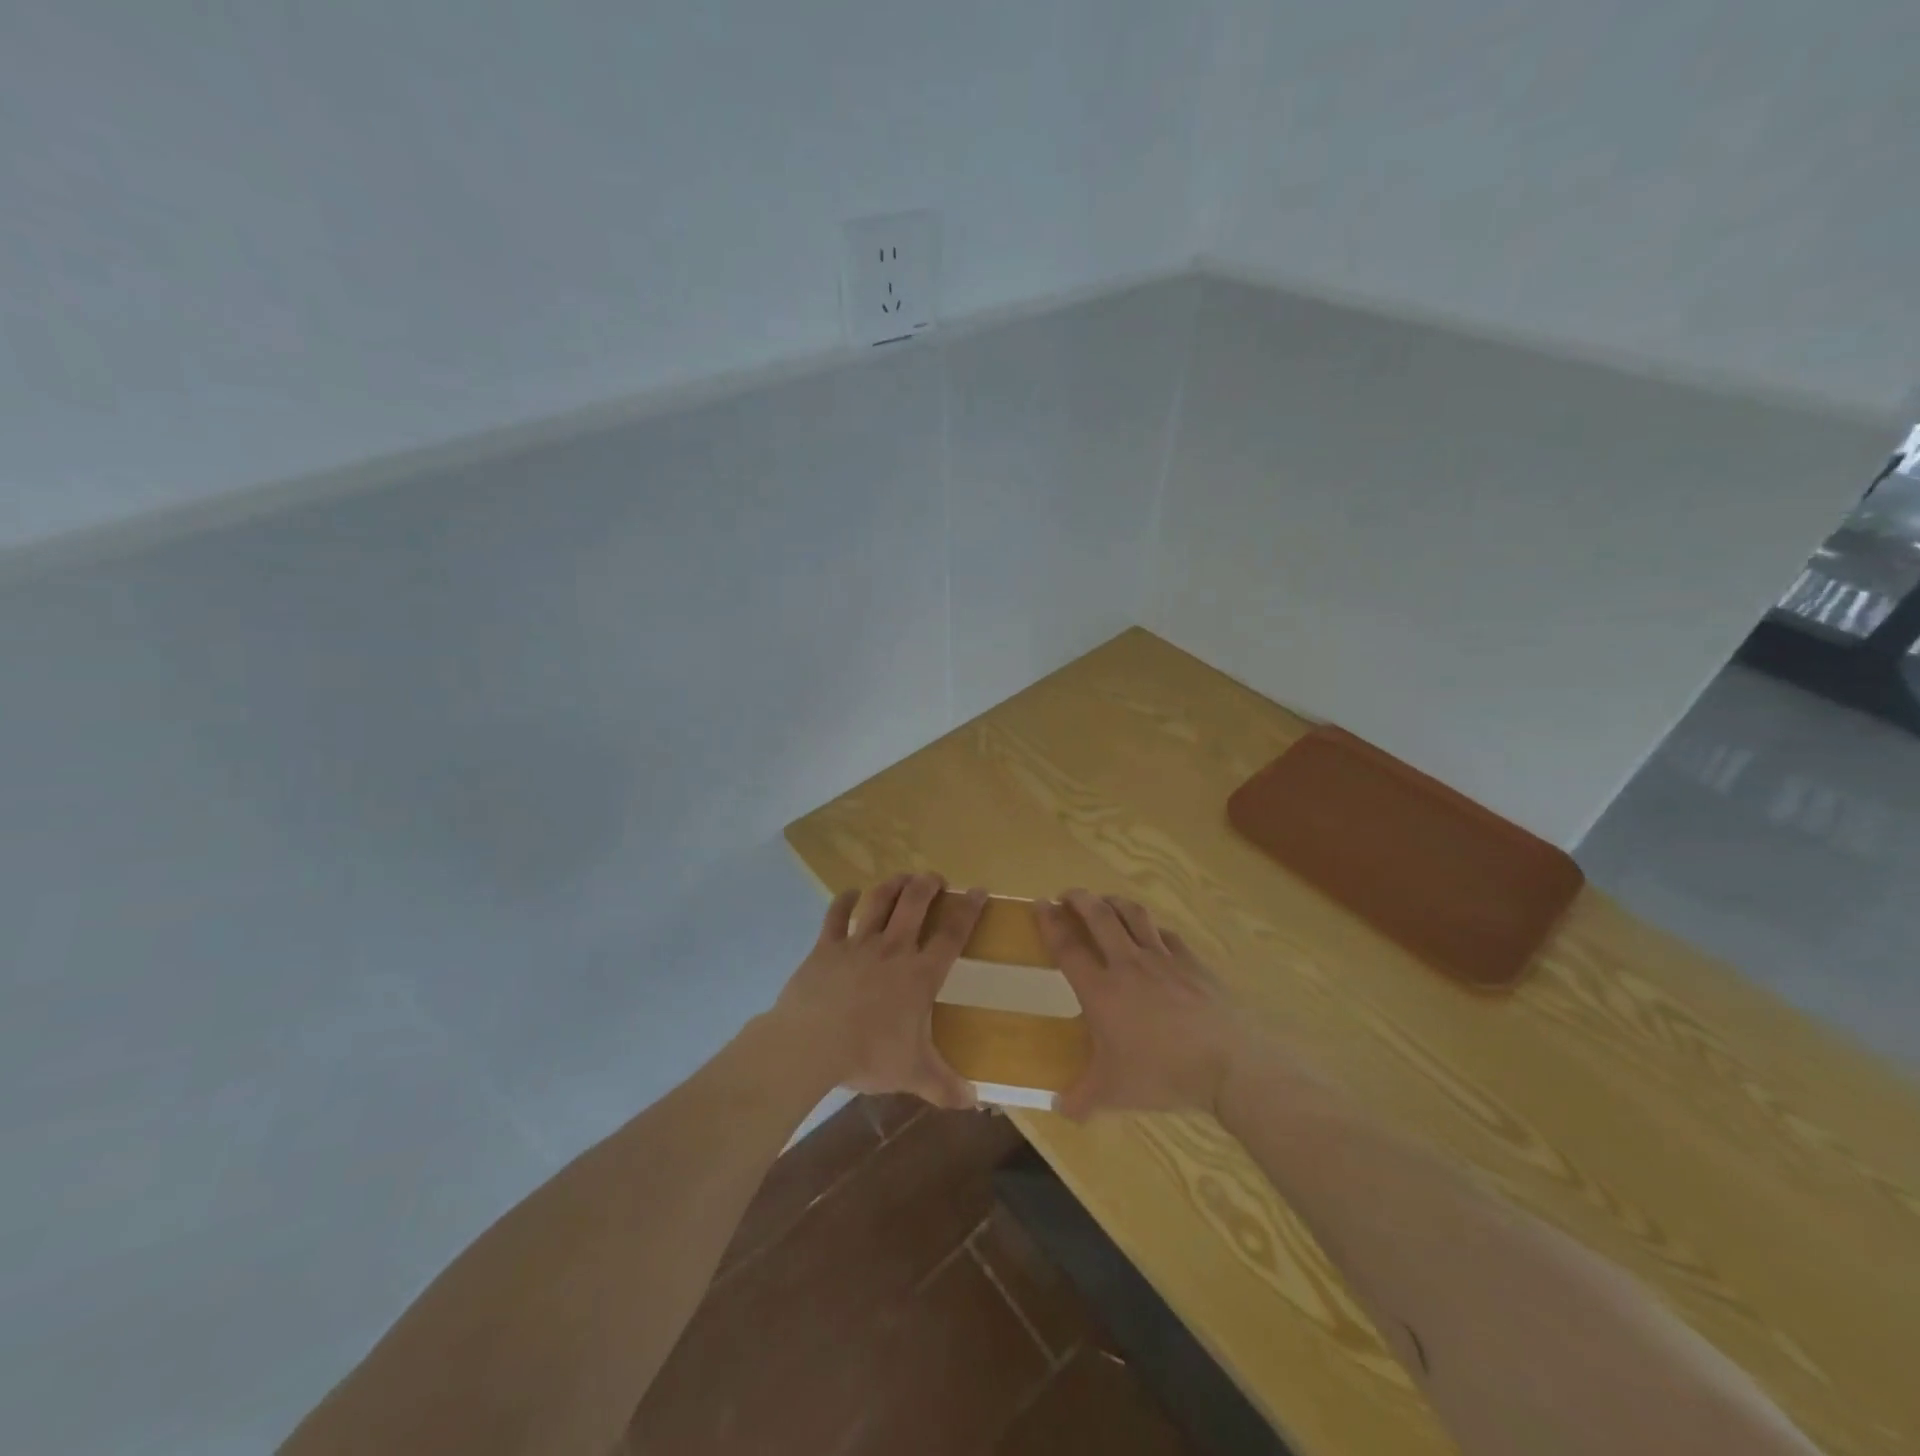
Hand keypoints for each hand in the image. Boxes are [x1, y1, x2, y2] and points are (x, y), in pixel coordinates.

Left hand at [773, 872, 986, 1108]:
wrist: (812, 1043)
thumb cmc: (869, 1055)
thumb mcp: (913, 1074)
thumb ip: (945, 1086)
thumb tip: (975, 1103)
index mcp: (920, 974)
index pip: (952, 934)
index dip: (968, 910)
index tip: (978, 891)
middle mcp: (893, 949)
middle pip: (915, 903)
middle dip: (928, 885)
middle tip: (935, 879)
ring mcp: (857, 943)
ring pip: (879, 901)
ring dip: (893, 884)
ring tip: (902, 877)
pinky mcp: (826, 946)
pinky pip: (836, 915)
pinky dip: (844, 900)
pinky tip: (849, 893)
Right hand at [1037, 889, 1244, 1120]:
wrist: (1227, 1064)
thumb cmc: (1162, 1074)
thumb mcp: (1114, 1093)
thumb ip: (1082, 1100)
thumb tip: (1060, 1111)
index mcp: (1101, 990)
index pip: (1067, 946)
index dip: (1050, 922)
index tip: (1040, 904)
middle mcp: (1127, 964)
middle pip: (1099, 916)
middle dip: (1080, 899)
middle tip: (1068, 895)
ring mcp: (1162, 959)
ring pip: (1133, 915)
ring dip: (1114, 902)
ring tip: (1104, 901)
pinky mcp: (1191, 962)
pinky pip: (1166, 934)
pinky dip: (1152, 928)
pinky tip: (1151, 933)